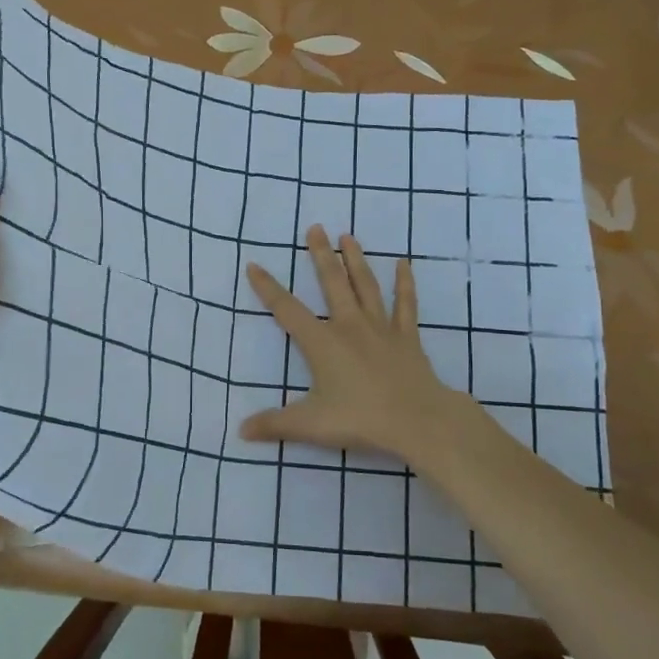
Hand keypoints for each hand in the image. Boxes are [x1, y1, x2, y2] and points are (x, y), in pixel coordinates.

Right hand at [241, 226, 467, 464]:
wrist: (417, 420)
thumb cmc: (361, 419)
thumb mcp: (310, 424)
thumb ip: (275, 424)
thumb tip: (241, 430)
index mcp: (322, 343)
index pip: (287, 310)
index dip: (268, 288)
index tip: (254, 265)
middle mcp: (349, 326)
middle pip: (332, 283)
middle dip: (320, 255)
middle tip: (314, 228)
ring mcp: (381, 328)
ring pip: (365, 285)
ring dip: (356, 260)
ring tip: (347, 236)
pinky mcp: (407, 337)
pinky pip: (405, 304)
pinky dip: (404, 284)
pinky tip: (403, 264)